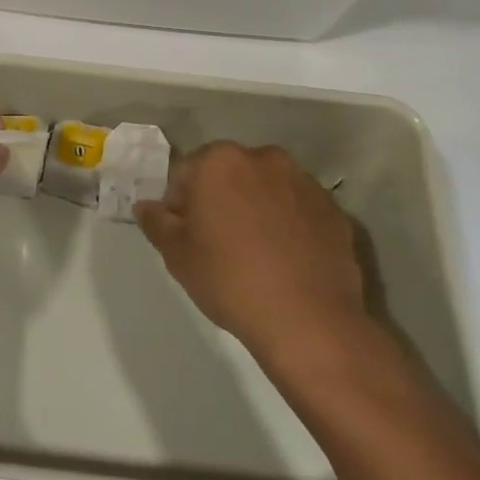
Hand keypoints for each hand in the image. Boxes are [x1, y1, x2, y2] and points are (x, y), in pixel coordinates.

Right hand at [135, 141, 370, 366]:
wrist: (309, 320)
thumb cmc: (230, 280)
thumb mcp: (177, 255)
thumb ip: (157, 223)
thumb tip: (146, 206)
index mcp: (220, 161)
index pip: (185, 173)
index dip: (180, 205)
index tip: (185, 236)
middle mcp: (263, 158)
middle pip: (228, 174)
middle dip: (220, 199)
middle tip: (218, 243)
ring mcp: (304, 182)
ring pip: (266, 188)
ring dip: (256, 208)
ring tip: (256, 252)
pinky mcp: (333, 209)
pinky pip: (298, 209)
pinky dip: (289, 224)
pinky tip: (286, 260)